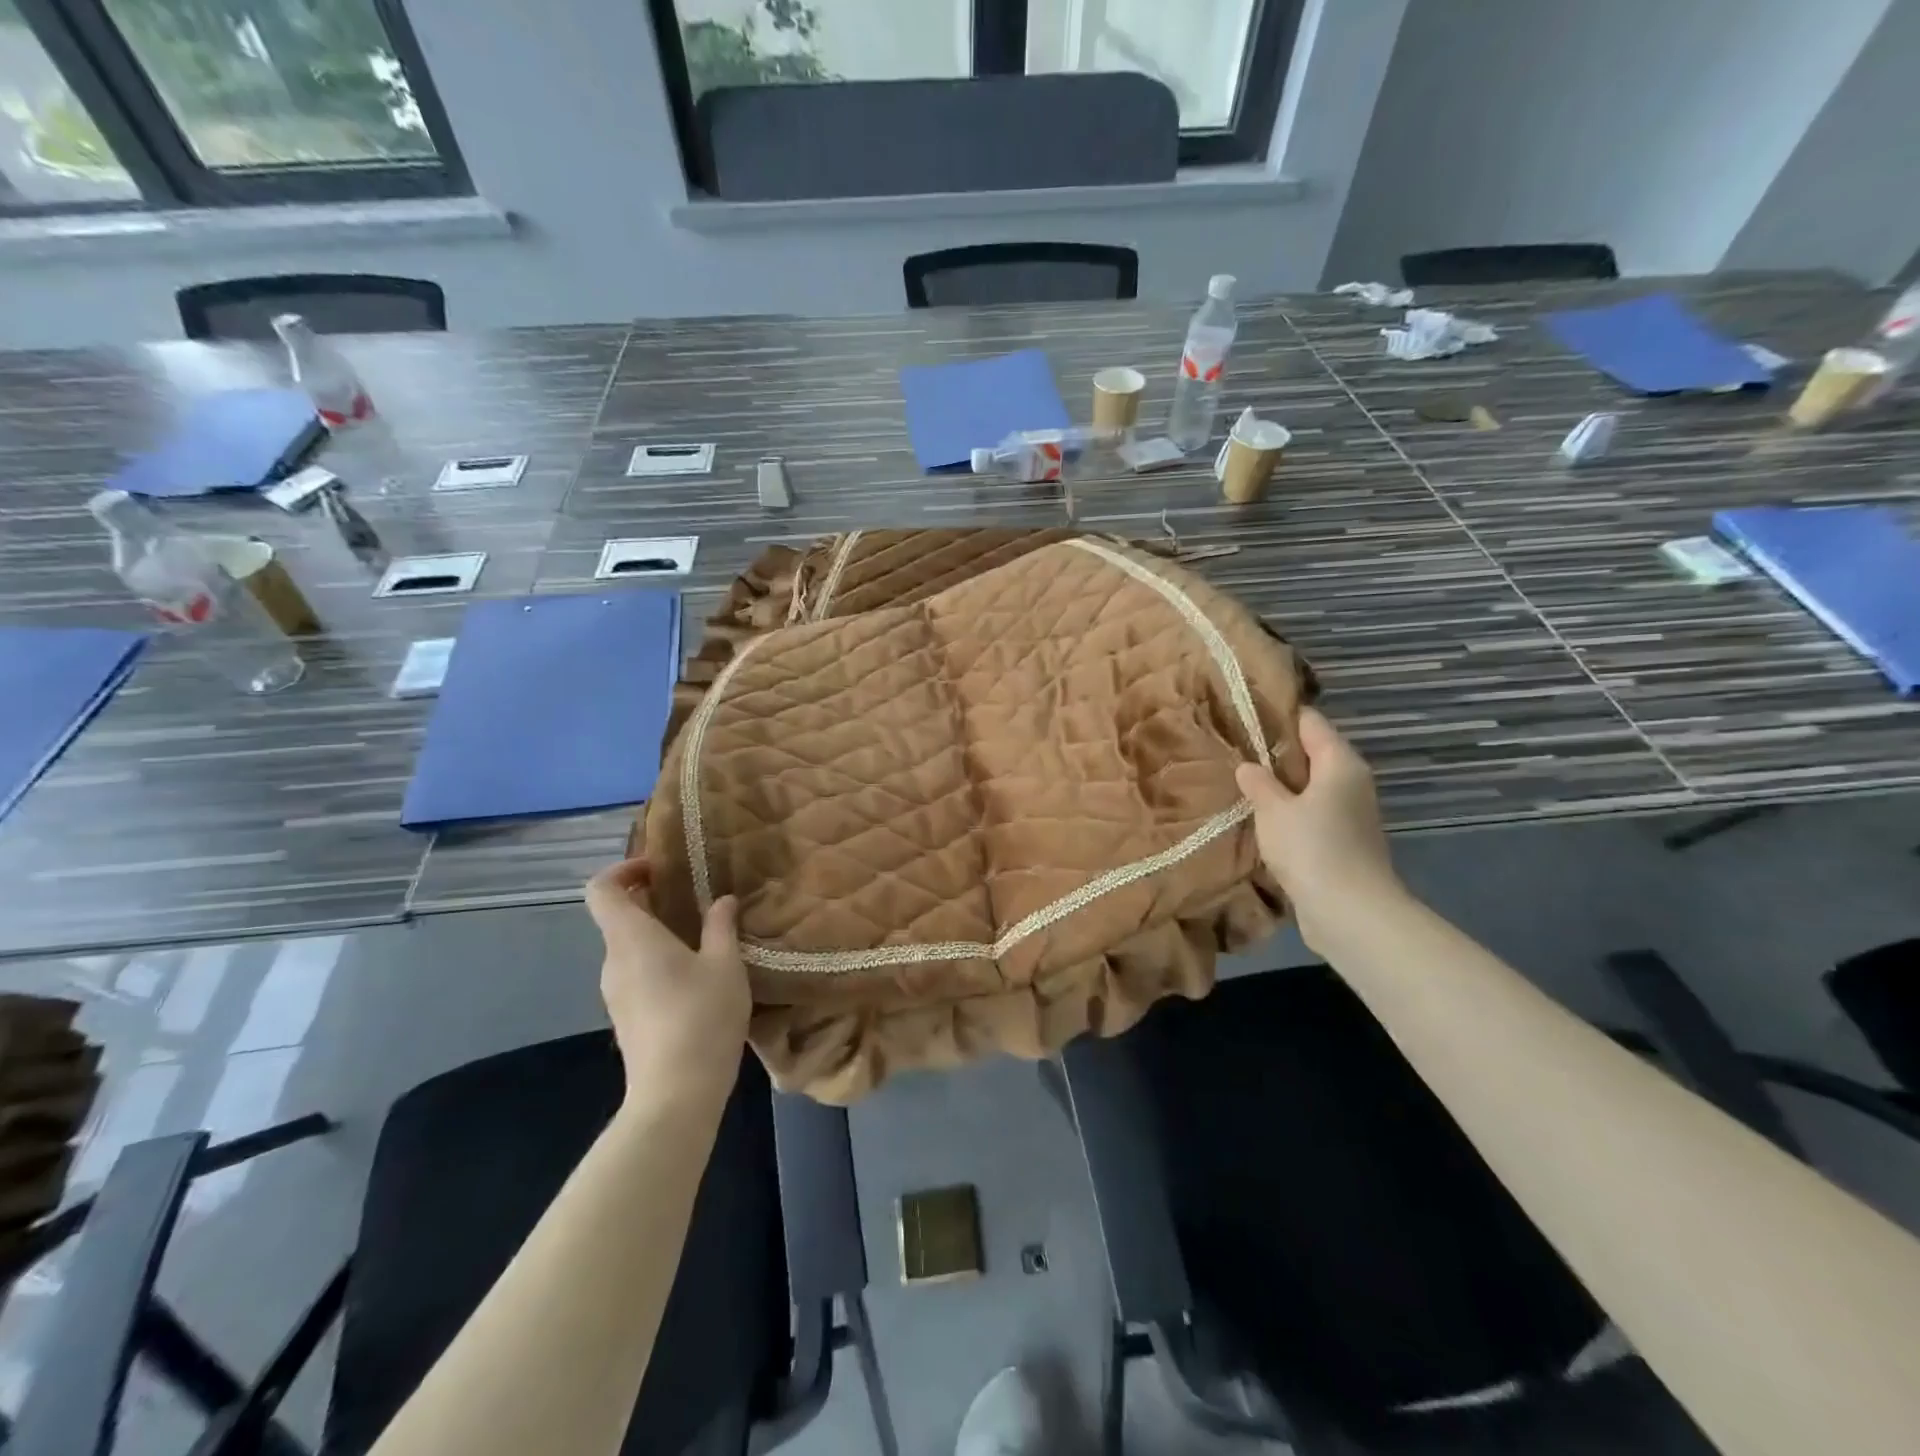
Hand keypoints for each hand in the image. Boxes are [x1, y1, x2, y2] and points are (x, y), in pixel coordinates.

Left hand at [584, 859, 750, 1105]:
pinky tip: (697, 977)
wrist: (676, 1094)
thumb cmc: (701, 1017)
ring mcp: (615, 993)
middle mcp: (614, 961)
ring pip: (630, 948)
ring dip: (659, 933)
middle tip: (695, 899)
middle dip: (652, 900)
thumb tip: (722, 901)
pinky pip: (636, 973)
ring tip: (704, 937)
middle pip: (618, 917)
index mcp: (632, 939)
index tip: (659, 869)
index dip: (623, 870)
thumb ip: (721, 926)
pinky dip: (659, 961)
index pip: (601, 890)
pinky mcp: (626, 1018)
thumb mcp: (725, 964)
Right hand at [1236, 708, 1405, 950]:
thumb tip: (1248, 766)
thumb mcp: (1273, 809)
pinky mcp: (1343, 841)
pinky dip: (1289, 812)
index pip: (1310, 722)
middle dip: (1275, 752)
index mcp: (1340, 762)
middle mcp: (1351, 781)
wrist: (1349, 912)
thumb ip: (1258, 783)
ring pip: (1310, 786)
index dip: (1278, 715)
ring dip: (1280, 786)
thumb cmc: (1311, 848)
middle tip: (1234, 749)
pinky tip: (1260, 818)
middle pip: (1311, 753)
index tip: (1243, 713)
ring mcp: (1350, 813)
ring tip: (1241, 783)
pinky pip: (1311, 813)